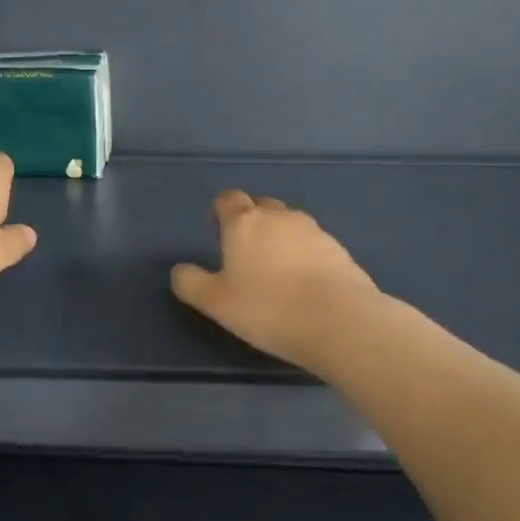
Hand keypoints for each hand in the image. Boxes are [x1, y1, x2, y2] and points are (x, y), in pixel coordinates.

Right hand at [170, 190, 380, 373]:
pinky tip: (302, 283)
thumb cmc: (268, 308)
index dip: (219, 210)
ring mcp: (314, 231)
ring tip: (275, 270)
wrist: (339, 321)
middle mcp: (280, 217)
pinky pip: (313, 244)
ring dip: (279, 238)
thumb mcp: (215, 302)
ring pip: (289, 224)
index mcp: (245, 223)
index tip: (215, 229)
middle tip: (244, 252)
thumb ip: (191, 283)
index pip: (228, 199)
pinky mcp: (339, 250)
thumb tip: (179, 270)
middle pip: (261, 206)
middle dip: (250, 221)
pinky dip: (303, 255)